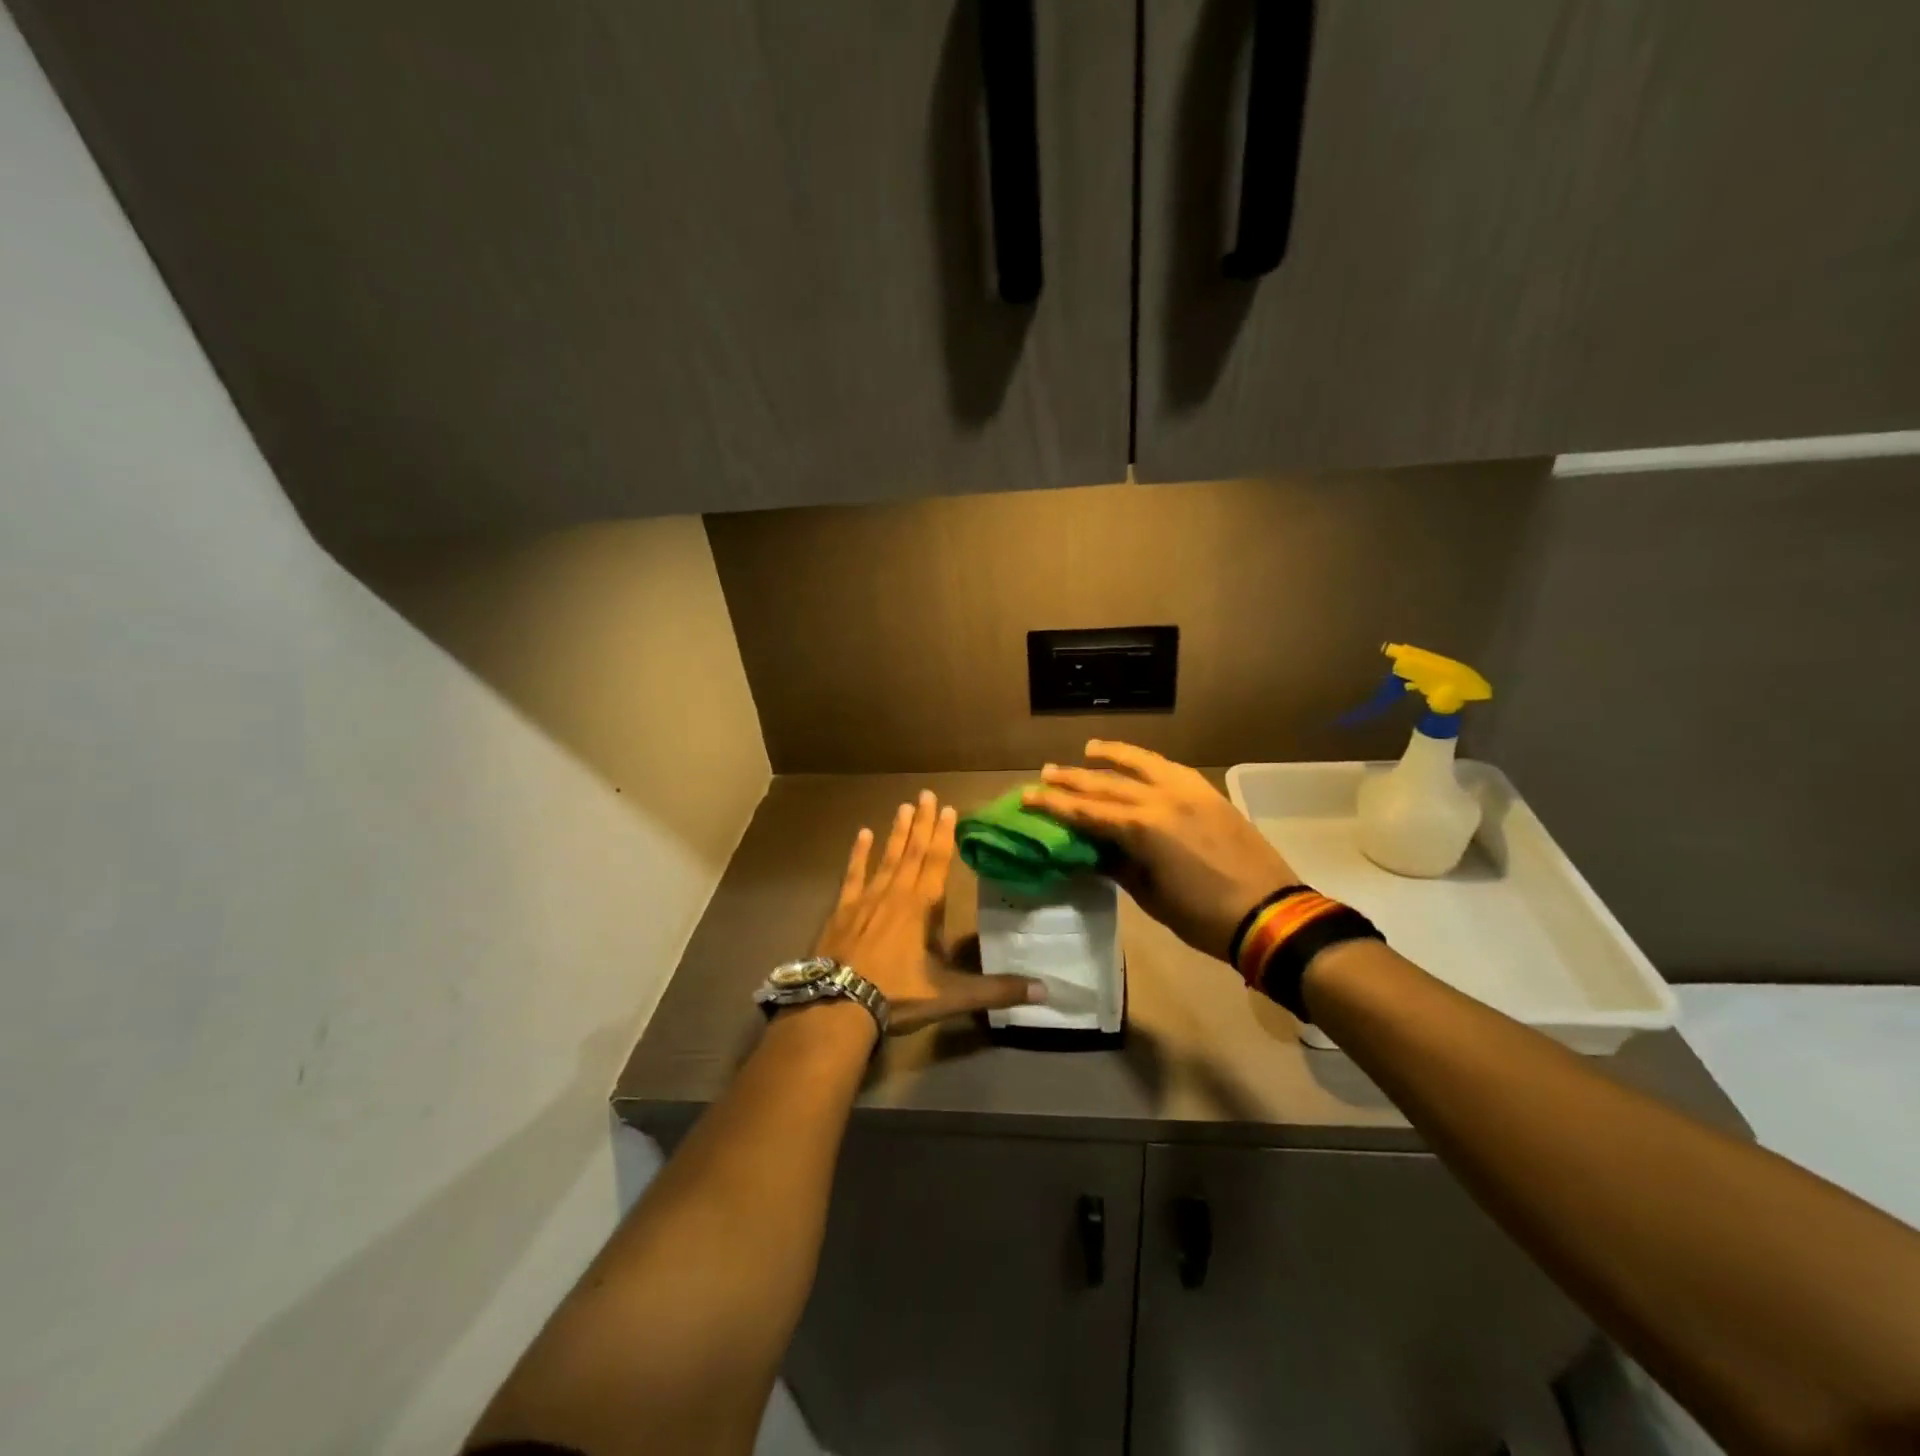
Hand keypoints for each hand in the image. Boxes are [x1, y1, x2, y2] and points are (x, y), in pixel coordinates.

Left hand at [813, 790, 1045, 1034]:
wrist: (837, 1006)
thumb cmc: (897, 995)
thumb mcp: (951, 995)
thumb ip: (997, 990)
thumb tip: (1046, 989)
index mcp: (922, 907)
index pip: (938, 862)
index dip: (945, 834)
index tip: (949, 808)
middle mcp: (895, 894)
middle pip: (913, 851)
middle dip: (922, 823)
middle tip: (926, 793)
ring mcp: (865, 899)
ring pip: (886, 857)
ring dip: (897, 832)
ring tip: (903, 806)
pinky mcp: (842, 911)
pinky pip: (853, 875)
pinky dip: (858, 854)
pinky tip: (862, 834)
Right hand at [1023, 741, 1299, 962]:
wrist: (1269, 913)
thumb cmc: (1203, 916)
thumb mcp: (1151, 897)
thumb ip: (1119, 865)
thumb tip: (1092, 849)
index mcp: (1143, 829)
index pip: (1088, 811)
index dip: (1055, 805)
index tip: (1028, 795)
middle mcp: (1162, 800)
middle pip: (1108, 784)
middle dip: (1074, 779)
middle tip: (1047, 772)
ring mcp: (1189, 792)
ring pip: (1143, 764)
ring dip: (1112, 756)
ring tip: (1089, 749)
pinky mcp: (1209, 794)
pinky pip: (1171, 769)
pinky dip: (1148, 763)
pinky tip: (1138, 762)